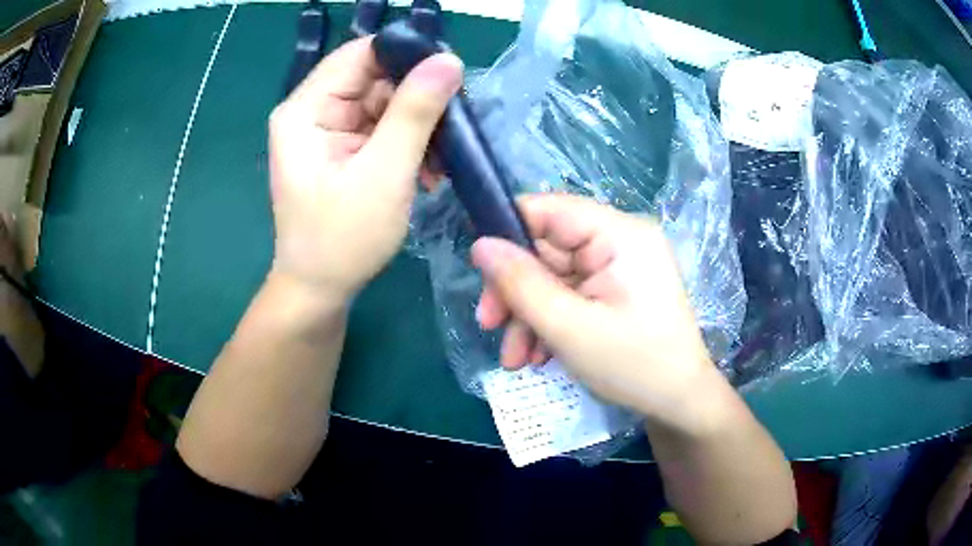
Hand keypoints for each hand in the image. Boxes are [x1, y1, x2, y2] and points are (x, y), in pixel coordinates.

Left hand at [269, 37, 461, 303]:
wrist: (320, 290)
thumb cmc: (343, 240)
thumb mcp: (384, 173)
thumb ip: (415, 113)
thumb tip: (449, 60)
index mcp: (305, 110)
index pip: (359, 54)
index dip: (405, 56)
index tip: (449, 77)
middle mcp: (311, 111)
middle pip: (374, 77)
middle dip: (416, 100)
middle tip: (450, 130)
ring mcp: (326, 130)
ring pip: (384, 102)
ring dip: (417, 127)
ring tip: (438, 162)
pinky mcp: (341, 148)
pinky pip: (382, 127)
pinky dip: (408, 143)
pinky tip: (425, 170)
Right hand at [472, 194, 719, 428]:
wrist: (679, 402)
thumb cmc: (634, 365)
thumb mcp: (569, 328)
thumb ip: (521, 284)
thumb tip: (479, 244)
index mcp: (620, 234)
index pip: (549, 209)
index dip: (509, 233)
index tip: (479, 272)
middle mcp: (620, 240)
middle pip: (547, 248)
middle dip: (515, 291)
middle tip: (489, 326)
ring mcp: (618, 266)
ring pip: (553, 276)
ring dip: (528, 315)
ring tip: (515, 359)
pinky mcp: (614, 289)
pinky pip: (569, 294)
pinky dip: (548, 322)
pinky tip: (537, 356)